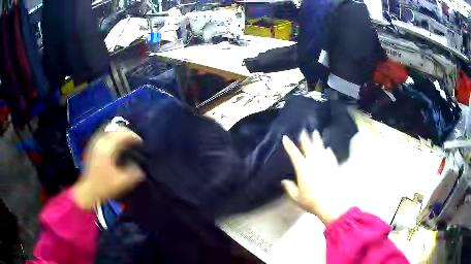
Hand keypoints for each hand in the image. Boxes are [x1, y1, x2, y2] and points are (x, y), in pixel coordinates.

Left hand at [72, 126, 144, 209]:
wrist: (88, 192)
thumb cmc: (104, 187)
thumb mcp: (122, 182)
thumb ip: (134, 173)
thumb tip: (139, 167)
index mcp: (107, 148)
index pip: (123, 134)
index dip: (134, 136)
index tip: (141, 143)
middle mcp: (100, 141)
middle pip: (115, 128)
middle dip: (127, 132)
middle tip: (135, 140)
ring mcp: (94, 143)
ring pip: (109, 129)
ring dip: (119, 132)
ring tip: (126, 140)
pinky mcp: (92, 147)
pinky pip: (104, 134)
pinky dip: (112, 135)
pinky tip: (115, 144)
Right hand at [281, 130, 347, 224]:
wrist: (332, 204)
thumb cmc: (312, 202)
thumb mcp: (297, 198)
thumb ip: (290, 188)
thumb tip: (284, 180)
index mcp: (303, 170)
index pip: (295, 155)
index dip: (289, 146)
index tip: (285, 138)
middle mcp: (314, 164)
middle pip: (309, 148)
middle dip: (305, 138)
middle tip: (304, 130)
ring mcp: (325, 164)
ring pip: (320, 149)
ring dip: (317, 140)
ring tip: (316, 133)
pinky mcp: (334, 167)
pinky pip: (331, 156)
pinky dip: (328, 151)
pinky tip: (328, 149)